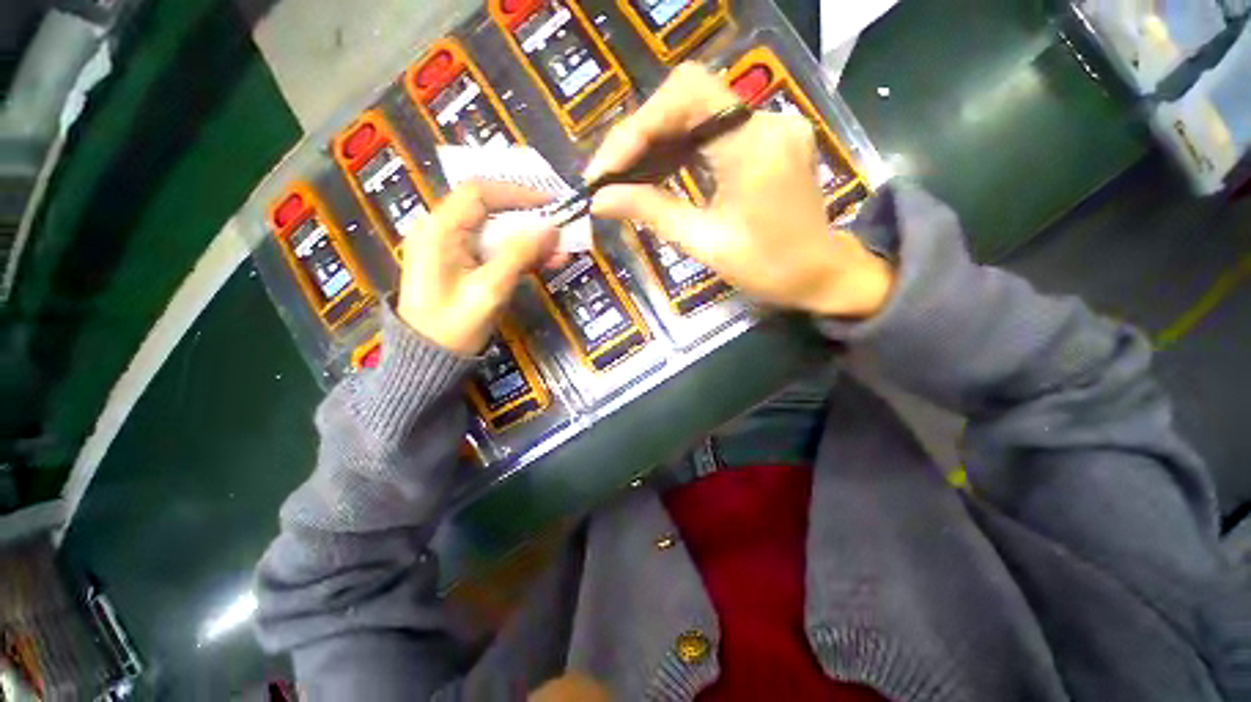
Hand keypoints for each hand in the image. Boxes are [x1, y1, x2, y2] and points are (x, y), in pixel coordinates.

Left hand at [398, 182, 556, 354]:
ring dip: (528, 239)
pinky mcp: (461, 264)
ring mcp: (451, 248)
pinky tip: (545, 262)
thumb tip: (553, 229)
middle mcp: (442, 230)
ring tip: (560, 251)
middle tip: (560, 229)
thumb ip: (519, 254)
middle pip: (489, 210)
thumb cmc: (454, 326)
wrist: (429, 359)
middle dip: (528, 218)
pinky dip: (519, 254)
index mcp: (440, 229)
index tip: (552, 204)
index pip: (480, 193)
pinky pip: (493, 250)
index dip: (518, 193)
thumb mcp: (490, 289)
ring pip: (495, 231)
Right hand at [587, 64, 893, 318]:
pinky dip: (679, 150)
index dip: (638, 126)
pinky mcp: (767, 139)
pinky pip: (713, 131)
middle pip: (688, 99)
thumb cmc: (768, 268)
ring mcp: (770, 126)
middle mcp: (766, 121)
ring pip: (697, 113)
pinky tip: (657, 173)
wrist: (820, 274)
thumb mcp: (705, 243)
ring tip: (624, 179)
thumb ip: (652, 213)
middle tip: (608, 177)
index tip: (606, 169)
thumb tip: (600, 199)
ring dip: (656, 143)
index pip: (686, 96)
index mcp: (754, 147)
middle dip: (640, 136)